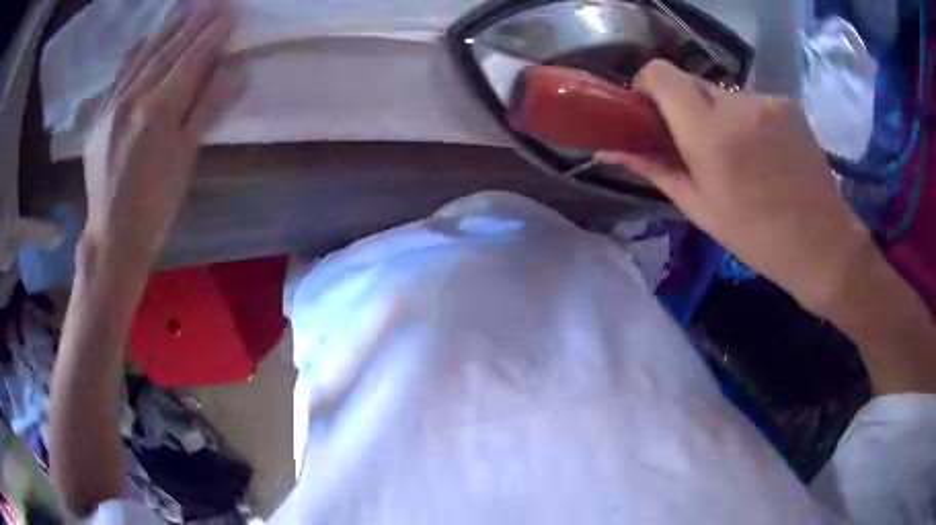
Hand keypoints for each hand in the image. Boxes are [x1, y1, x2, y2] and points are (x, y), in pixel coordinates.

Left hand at [82, 0, 241, 268]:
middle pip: (169, 51)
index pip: (191, 60)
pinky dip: (138, 51)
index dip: (212, 36)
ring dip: (168, 30)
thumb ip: (207, 108)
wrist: (111, 237)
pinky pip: (120, 74)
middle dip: (195, 24)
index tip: (230, 14)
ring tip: (187, 10)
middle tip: (216, 2)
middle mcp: (133, 98)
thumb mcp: (186, 159)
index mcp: (158, 110)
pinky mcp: (98, 116)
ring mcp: (111, 105)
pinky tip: (148, 38)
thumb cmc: (155, 206)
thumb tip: (234, 70)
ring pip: (143, 56)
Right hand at [598, 60, 871, 313]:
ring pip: (724, 94)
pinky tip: (765, 154)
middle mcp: (736, 104)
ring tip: (740, 158)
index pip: (661, 74)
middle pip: (691, 82)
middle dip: (686, 107)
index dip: (649, 86)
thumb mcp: (700, 209)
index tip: (652, 113)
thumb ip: (655, 169)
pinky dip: (748, 120)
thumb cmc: (757, 237)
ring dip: (720, 116)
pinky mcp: (787, 103)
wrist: (823, 244)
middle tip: (698, 147)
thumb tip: (611, 150)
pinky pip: (752, 102)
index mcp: (708, 133)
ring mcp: (766, 100)